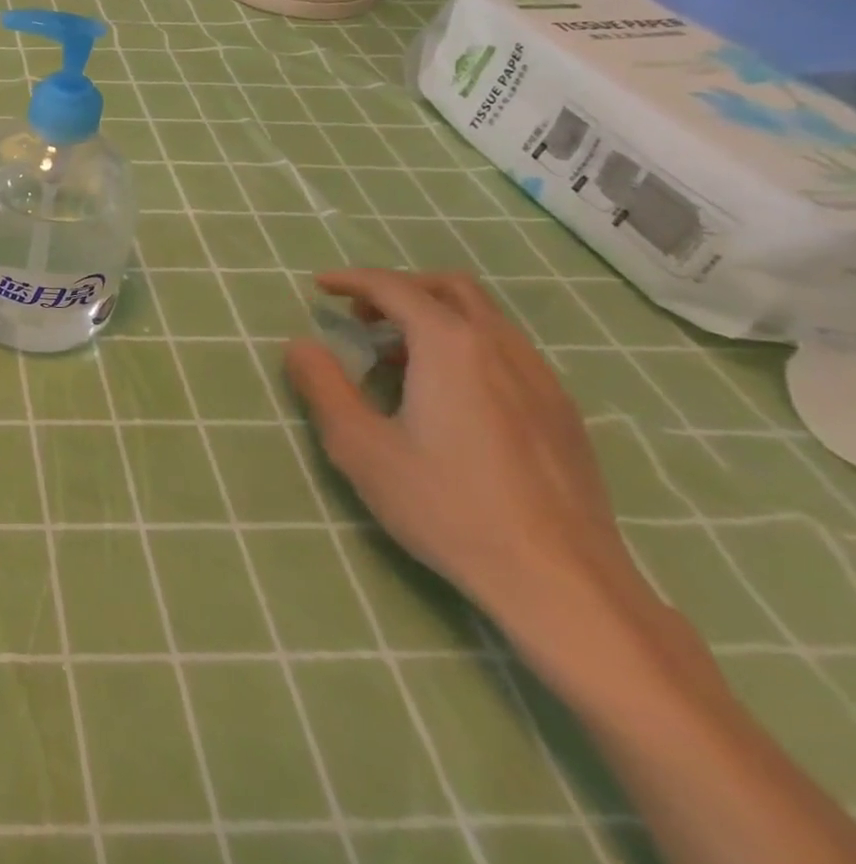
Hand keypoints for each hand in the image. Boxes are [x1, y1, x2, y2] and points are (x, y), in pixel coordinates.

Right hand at [283, 269, 651, 634]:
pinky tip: (450, 396)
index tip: (320, 286)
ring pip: (485, 319)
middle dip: (400, 289)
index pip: (395, 288)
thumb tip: (300, 345)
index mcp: (450, 346)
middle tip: (361, 316)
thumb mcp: (361, 447)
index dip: (352, 280)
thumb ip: (324, 387)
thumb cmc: (448, 507)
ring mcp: (542, 381)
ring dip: (435, 318)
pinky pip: (508, 353)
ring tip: (397, 356)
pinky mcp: (564, 415)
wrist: (563, 583)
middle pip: (450, 289)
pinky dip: (467, 347)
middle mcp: (501, 348)